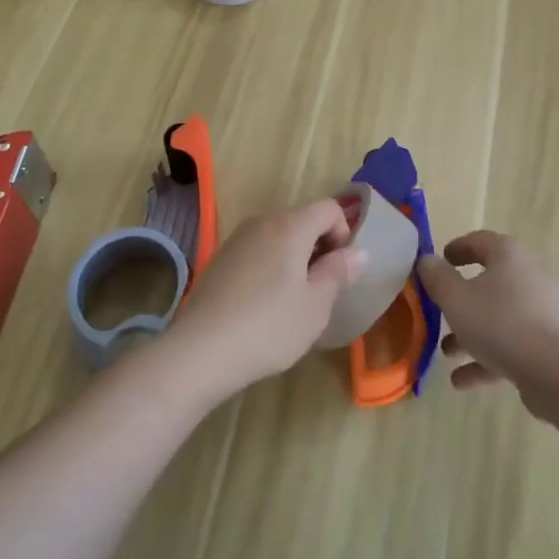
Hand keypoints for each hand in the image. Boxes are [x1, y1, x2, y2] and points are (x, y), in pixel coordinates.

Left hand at [170, 199, 364, 397]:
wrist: (200, 351)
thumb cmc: (269, 326)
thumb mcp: (316, 305)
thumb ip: (339, 272)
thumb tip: (359, 251)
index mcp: (291, 225)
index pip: (329, 208)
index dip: (344, 233)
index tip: (341, 270)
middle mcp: (263, 222)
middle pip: (303, 220)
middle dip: (319, 247)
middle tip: (322, 290)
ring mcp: (237, 239)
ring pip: (279, 236)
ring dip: (294, 258)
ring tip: (293, 301)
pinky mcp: (220, 259)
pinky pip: (257, 251)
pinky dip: (270, 267)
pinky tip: (263, 306)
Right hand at [416, 232, 558, 411]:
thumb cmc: (502, 324)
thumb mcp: (456, 299)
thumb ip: (437, 278)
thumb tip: (427, 260)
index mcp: (508, 256)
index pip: (479, 241)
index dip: (456, 249)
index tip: (439, 261)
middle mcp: (528, 276)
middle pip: (489, 281)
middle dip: (461, 299)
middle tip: (439, 310)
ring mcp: (541, 311)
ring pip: (498, 317)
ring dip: (471, 333)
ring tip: (446, 352)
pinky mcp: (547, 344)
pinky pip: (511, 345)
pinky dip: (486, 359)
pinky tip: (461, 380)